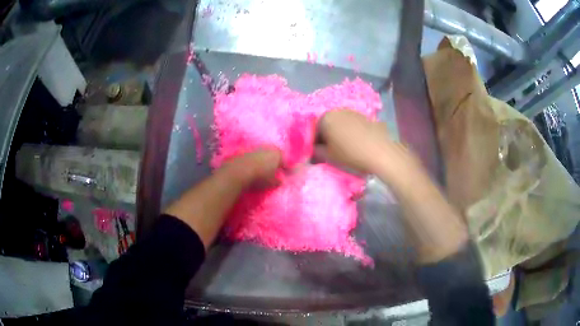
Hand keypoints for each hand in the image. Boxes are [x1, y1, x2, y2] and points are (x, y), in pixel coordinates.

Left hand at [221, 148, 281, 186]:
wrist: (239, 171)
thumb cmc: (260, 177)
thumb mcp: (272, 182)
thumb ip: (278, 181)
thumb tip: (281, 180)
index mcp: (278, 154)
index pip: (286, 161)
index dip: (287, 168)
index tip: (287, 173)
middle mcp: (268, 148)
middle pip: (275, 154)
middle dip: (276, 161)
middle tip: (276, 170)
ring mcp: (257, 147)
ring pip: (264, 153)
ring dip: (265, 160)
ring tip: (264, 168)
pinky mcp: (246, 150)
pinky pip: (254, 155)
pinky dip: (256, 160)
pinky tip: (254, 167)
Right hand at [316, 109, 391, 173]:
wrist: (379, 151)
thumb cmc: (350, 154)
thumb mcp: (328, 156)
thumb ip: (316, 151)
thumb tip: (314, 148)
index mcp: (325, 118)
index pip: (314, 130)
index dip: (315, 143)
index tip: (319, 153)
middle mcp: (337, 111)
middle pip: (327, 124)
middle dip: (327, 136)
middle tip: (331, 150)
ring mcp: (352, 112)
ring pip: (340, 123)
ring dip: (339, 132)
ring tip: (345, 147)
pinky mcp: (364, 116)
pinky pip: (351, 124)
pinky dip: (350, 131)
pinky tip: (356, 142)